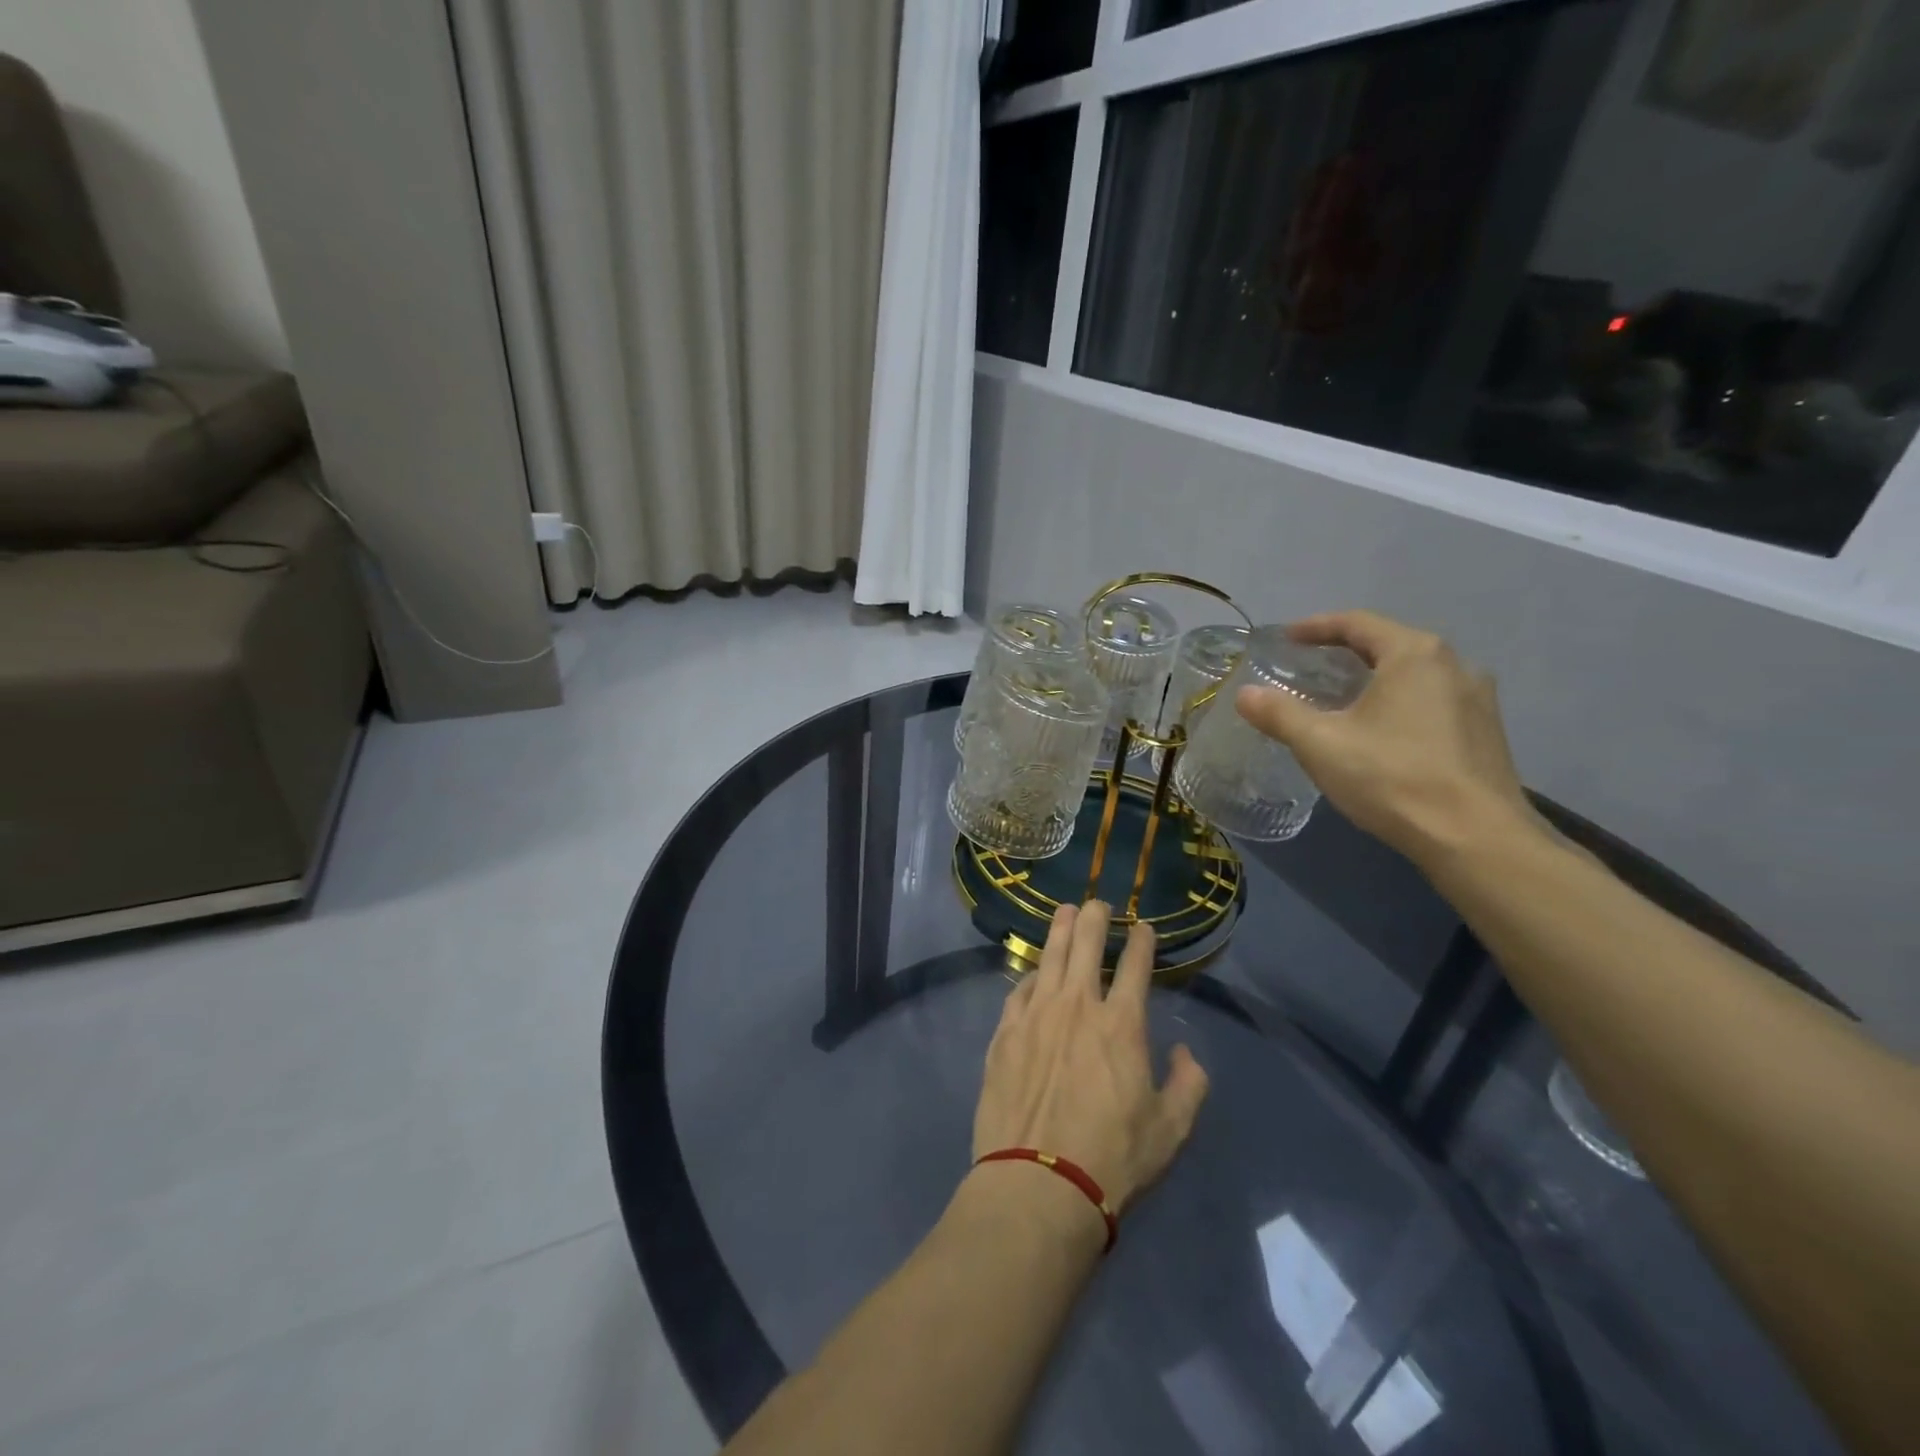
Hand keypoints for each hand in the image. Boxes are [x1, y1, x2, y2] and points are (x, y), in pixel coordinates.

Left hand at [972, 902, 1208, 1217]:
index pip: (1135, 966)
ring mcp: (1036, 1015)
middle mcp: (1077, 1006)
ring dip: (1060, 929)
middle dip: (1095, 917)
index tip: (1143, 928)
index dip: (1141, 941)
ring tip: (1065, 912)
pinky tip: (1034, 972)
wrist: (1038, 1182)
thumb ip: (1189, 1085)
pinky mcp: (1004, 1033)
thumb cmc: (1113, 1158)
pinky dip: (1031, 974)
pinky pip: (1019, 989)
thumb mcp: (1171, 1130)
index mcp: (1121, 1024)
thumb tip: (1185, 1054)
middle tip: (1098, 905)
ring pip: (1049, 956)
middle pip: (1086, 944)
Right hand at [1234, 610, 1537, 866]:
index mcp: (1414, 655)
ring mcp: (1477, 699)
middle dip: (1345, 652)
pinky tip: (1381, 732)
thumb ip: (1279, 713)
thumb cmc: (1392, 777)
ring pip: (1414, 675)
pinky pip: (1433, 701)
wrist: (1474, 838)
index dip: (1316, 627)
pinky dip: (1399, 703)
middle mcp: (1454, 665)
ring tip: (1343, 700)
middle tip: (1310, 667)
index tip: (1286, 638)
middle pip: (1389, 645)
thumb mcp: (1321, 744)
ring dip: (1375, 679)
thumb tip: (1245, 694)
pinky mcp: (1486, 732)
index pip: (1357, 623)